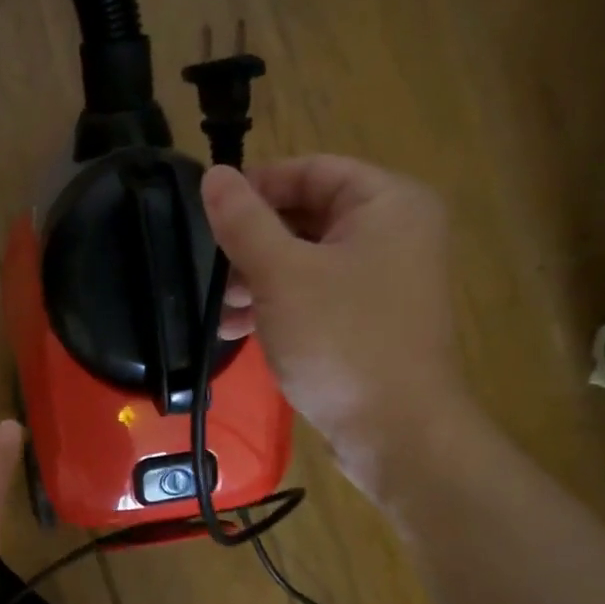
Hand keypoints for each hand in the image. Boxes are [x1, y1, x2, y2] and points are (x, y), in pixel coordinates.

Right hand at [201, 155, 471, 495]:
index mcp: (388, 204)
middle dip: (252, 244)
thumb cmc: (341, 341)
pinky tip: (240, 331)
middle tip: (212, 271)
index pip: (311, 171)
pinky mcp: (371, 320)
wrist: (395, 432)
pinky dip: (279, 306)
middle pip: (308, 216)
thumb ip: (243, 222)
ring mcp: (385, 280)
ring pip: (307, 261)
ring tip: (220, 311)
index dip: (257, 186)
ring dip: (258, 280)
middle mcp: (395, 233)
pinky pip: (317, 295)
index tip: (208, 212)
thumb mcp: (281, 275)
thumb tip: (212, 175)